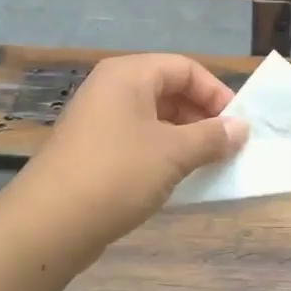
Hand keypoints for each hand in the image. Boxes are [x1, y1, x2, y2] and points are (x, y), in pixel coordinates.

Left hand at [17, 54, 246, 242]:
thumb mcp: (174, 153)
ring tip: (205, 165)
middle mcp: (110, 88)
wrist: (50, 222)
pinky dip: (161, 152)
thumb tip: (241, 128)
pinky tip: (175, 178)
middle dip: (201, 116)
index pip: (185, 68)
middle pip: (168, 89)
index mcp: (128, 74)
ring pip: (153, 117)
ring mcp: (97, 119)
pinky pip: (136, 139)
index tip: (238, 125)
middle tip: (225, 147)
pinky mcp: (91, 149)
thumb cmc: (118, 174)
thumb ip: (211, 137)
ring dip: (184, 137)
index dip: (216, 93)